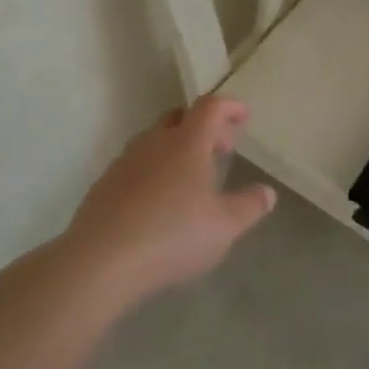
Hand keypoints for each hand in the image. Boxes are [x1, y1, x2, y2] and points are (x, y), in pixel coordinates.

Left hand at [63, 95, 275, 305]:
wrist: (101, 261)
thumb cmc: (172, 235)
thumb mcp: (224, 226)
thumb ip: (249, 206)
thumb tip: (268, 192)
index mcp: (187, 142)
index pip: (211, 107)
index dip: (229, 107)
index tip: (243, 116)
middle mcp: (155, 141)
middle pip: (180, 118)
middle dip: (204, 127)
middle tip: (221, 149)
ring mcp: (125, 161)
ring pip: (156, 141)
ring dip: (177, 148)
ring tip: (191, 178)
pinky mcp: (105, 184)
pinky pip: (136, 164)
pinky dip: (155, 170)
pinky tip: (159, 202)